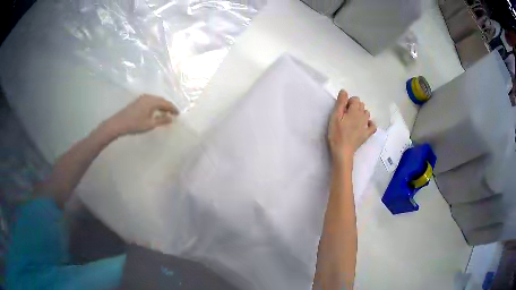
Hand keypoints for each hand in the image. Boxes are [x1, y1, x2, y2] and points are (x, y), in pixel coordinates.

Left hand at [105, 94, 178, 135]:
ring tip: (165, 113)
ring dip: (161, 106)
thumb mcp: (150, 124)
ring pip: (156, 100)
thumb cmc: (135, 124)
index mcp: (152, 101)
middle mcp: (148, 97)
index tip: (178, 114)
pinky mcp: (138, 101)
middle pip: (161, 100)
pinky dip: (155, 105)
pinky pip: (150, 101)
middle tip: (173, 114)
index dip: (173, 108)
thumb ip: (162, 120)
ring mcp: (142, 98)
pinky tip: (155, 111)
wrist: (118, 123)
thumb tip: (171, 118)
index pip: (166, 103)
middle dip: (168, 106)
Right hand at [328, 90, 376, 163]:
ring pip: (367, 113)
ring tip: (353, 120)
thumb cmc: (336, 133)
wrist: (342, 151)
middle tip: (346, 115)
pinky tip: (365, 125)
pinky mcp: (367, 134)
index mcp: (354, 110)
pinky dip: (370, 123)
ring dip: (361, 113)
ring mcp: (366, 125)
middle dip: (355, 106)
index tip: (342, 109)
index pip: (355, 99)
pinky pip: (373, 126)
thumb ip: (340, 103)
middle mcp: (362, 116)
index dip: (348, 102)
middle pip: (361, 105)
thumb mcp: (335, 116)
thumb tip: (344, 91)